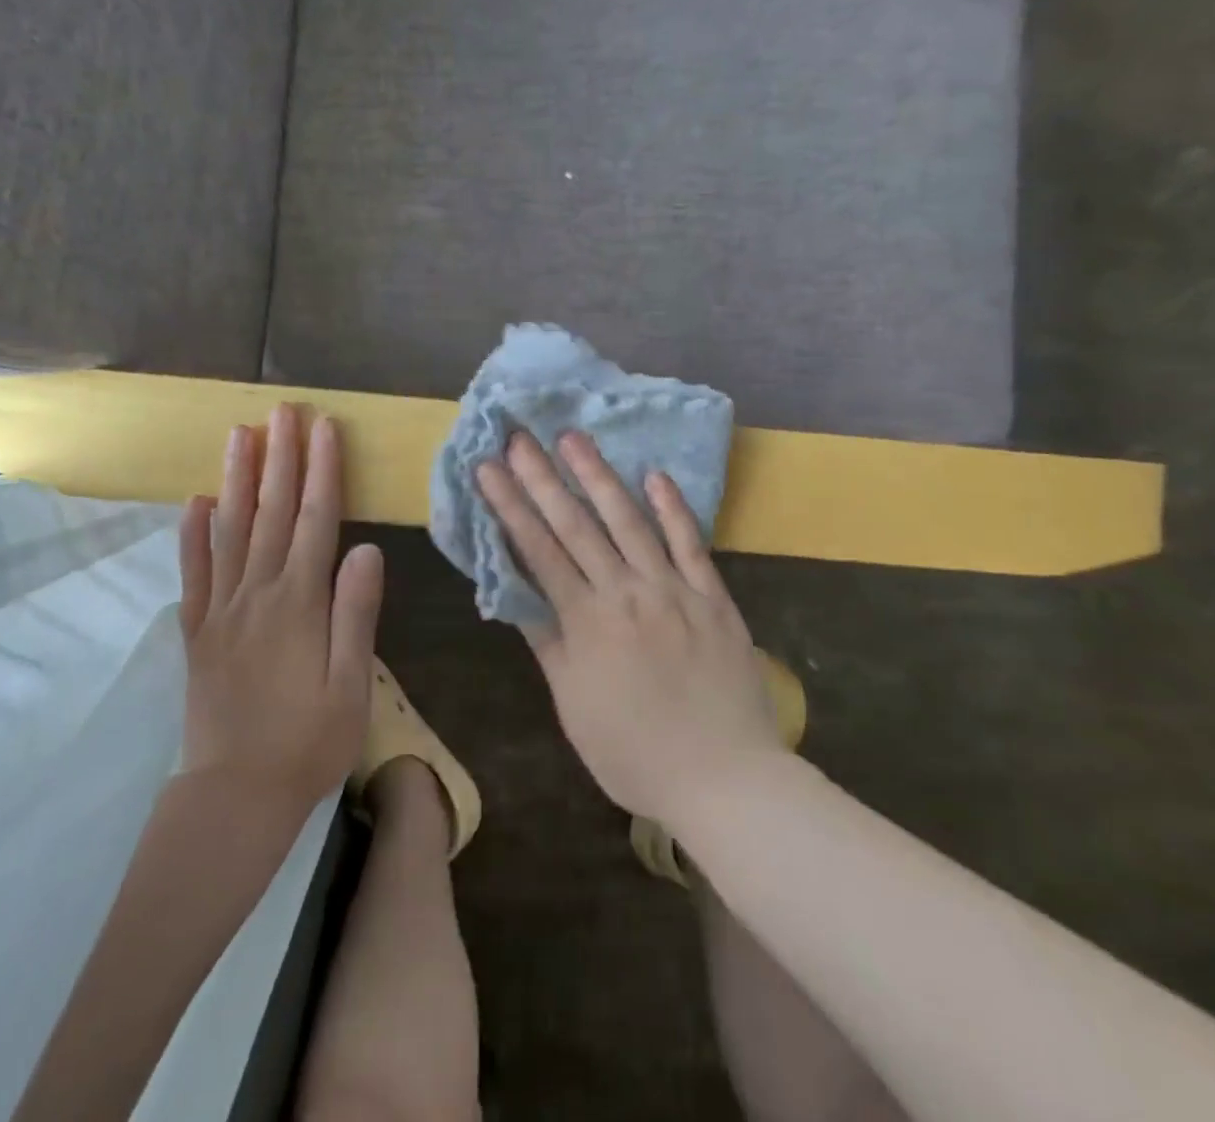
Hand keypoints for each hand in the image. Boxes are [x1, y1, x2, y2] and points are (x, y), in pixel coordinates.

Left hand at [178, 405, 381, 812]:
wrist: (236, 796)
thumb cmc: (309, 743)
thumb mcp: (352, 685)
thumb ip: (356, 614)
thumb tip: (367, 549)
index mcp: (300, 603)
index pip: (315, 520)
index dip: (322, 470)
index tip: (324, 427)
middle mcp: (257, 593)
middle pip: (270, 512)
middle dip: (280, 457)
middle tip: (282, 410)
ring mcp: (221, 610)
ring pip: (229, 531)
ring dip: (237, 480)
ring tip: (240, 435)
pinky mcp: (197, 631)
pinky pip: (193, 573)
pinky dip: (192, 535)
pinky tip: (194, 503)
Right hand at [475, 431, 780, 828]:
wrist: (725, 778)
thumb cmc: (636, 753)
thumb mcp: (574, 707)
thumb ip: (549, 645)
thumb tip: (519, 597)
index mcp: (587, 622)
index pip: (538, 550)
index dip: (510, 506)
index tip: (489, 468)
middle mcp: (626, 592)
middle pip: (576, 525)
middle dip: (543, 477)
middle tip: (520, 436)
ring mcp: (673, 589)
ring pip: (630, 521)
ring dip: (599, 477)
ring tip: (575, 438)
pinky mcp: (712, 596)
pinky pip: (690, 543)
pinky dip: (673, 508)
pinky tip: (655, 476)